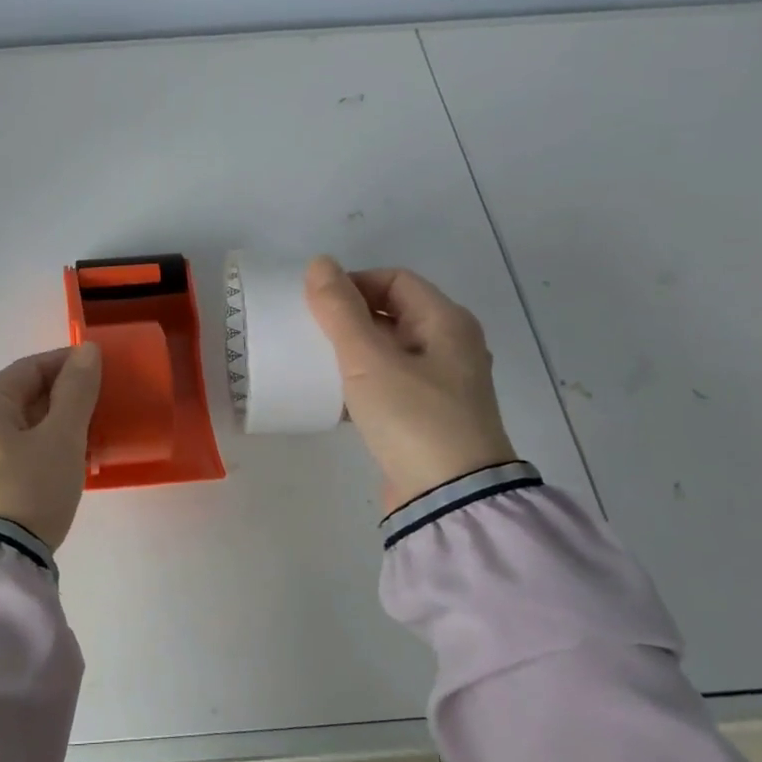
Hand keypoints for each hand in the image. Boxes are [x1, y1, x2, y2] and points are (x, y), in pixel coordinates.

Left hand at [0, 344, 103, 548]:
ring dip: (57, 425)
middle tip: (103, 406)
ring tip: (93, 435)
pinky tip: (69, 462)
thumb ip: (76, 390)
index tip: (103, 371)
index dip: (68, 364)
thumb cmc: (30, 487)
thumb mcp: (62, 436)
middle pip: (24, 396)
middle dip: (65, 397)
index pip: (30, 367)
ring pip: (23, 427)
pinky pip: (17, 453)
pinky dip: (44, 449)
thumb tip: (87, 350)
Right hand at [304, 255, 517, 513]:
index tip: (316, 306)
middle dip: (349, 317)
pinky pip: (389, 383)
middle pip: (392, 313)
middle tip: (310, 332)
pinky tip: (333, 396)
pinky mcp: (426, 416)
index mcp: (446, 322)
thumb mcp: (369, 360)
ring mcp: (441, 384)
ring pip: (388, 350)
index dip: (353, 283)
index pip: (394, 280)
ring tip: (316, 363)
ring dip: (352, 351)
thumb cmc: (413, 418)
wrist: (449, 497)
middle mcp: (450, 346)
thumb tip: (320, 263)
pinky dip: (361, 381)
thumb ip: (340, 311)